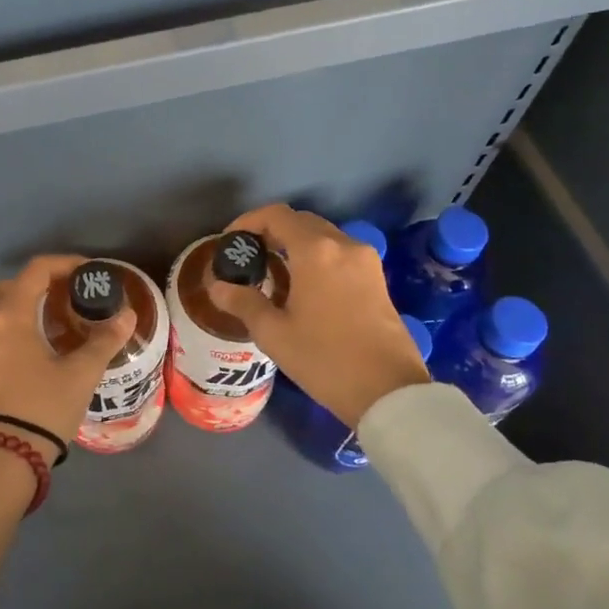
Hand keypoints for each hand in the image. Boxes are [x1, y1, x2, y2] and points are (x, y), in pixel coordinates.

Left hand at [0, 255, 135, 463]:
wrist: (5, 457)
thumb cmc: (44, 407)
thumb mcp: (81, 373)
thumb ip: (104, 340)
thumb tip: (126, 315)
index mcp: (11, 316)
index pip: (35, 272)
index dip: (62, 264)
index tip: (87, 272)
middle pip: (5, 285)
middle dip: (33, 282)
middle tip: (61, 293)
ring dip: (17, 302)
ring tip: (49, 317)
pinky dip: (9, 324)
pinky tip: (36, 343)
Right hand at [207, 203, 429, 428]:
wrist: (389, 392)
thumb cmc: (325, 359)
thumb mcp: (274, 334)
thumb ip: (243, 303)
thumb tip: (219, 287)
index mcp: (315, 251)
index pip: (276, 215)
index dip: (248, 222)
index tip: (231, 243)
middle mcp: (343, 244)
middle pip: (300, 221)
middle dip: (271, 232)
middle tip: (249, 257)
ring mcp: (365, 260)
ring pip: (323, 235)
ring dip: (295, 244)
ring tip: (273, 272)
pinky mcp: (377, 278)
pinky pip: (339, 253)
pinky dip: (317, 257)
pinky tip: (304, 286)